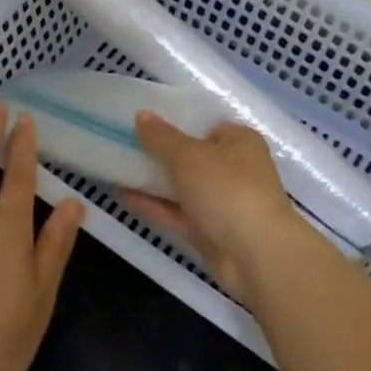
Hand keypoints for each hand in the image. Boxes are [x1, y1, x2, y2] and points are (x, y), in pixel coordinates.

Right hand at [123, 113, 329, 303]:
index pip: (206, 126)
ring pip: (183, 187)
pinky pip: (178, 213)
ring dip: (153, 181)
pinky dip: (155, 205)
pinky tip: (123, 196)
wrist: (256, 255)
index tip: (144, 124)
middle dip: (160, 154)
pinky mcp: (211, 232)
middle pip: (192, 157)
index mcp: (240, 141)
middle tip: (123, 145)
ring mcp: (223, 203)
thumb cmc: (227, 190)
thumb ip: (162, 137)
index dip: (177, 124)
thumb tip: (141, 115)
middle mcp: (235, 169)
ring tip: (114, 169)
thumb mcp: (189, 156)